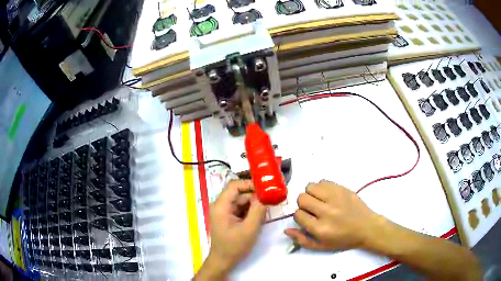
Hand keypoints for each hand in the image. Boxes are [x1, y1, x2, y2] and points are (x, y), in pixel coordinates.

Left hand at [197, 180, 266, 278]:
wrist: (223, 261)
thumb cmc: (234, 246)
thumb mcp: (249, 229)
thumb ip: (258, 211)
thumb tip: (265, 196)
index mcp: (221, 206)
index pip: (234, 186)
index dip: (250, 184)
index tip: (265, 188)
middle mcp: (221, 206)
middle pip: (239, 194)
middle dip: (255, 196)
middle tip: (271, 199)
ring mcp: (224, 212)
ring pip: (241, 201)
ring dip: (254, 205)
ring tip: (267, 209)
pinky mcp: (228, 218)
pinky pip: (241, 209)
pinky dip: (250, 211)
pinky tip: (260, 216)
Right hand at [285, 180, 382, 250]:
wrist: (367, 227)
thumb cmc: (344, 240)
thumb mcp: (321, 246)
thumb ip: (302, 240)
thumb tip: (286, 229)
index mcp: (320, 228)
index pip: (298, 214)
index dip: (300, 216)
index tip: (308, 218)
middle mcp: (327, 211)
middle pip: (302, 198)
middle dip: (304, 204)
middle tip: (313, 209)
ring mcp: (335, 197)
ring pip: (310, 186)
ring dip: (311, 194)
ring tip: (319, 200)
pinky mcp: (342, 188)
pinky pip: (323, 181)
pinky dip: (321, 187)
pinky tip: (328, 195)